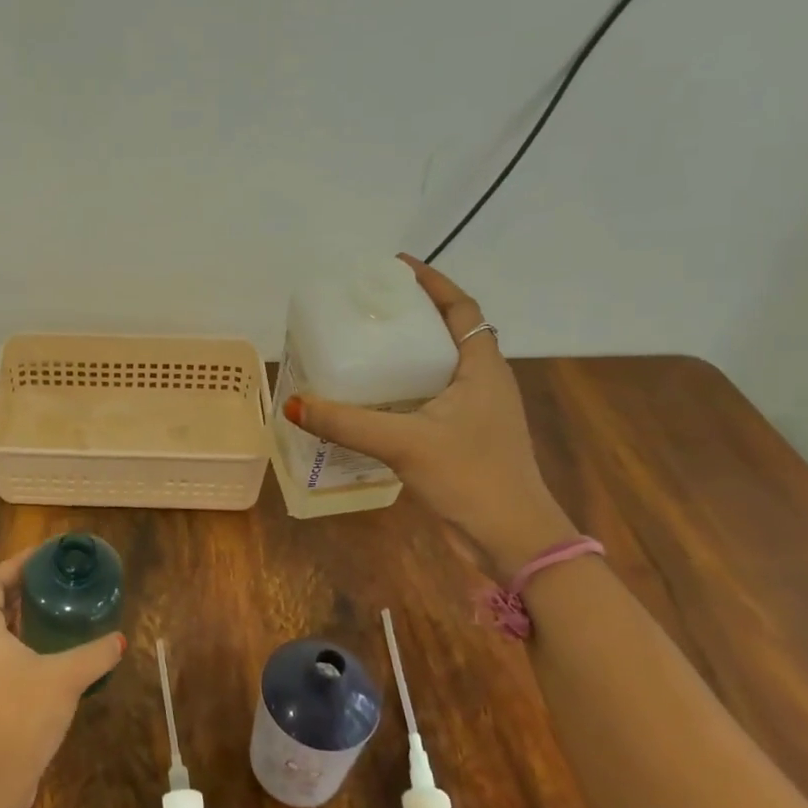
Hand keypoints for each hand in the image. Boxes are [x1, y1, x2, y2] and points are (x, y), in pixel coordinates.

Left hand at [0, 548, 124, 807]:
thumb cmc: (24, 716)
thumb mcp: (66, 678)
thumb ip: (95, 653)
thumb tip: (120, 639)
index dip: (16, 565)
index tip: (43, 556)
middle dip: (17, 590)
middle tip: (51, 580)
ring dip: (14, 618)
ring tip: (49, 610)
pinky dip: (11, 643)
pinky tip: (41, 652)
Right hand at [282, 257, 575, 573]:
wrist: (512, 539)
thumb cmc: (470, 476)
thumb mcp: (404, 443)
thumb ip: (347, 423)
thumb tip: (295, 404)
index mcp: (482, 369)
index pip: (462, 309)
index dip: (433, 283)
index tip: (396, 267)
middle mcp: (483, 383)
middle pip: (450, 333)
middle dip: (413, 315)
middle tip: (368, 307)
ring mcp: (476, 413)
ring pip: (440, 368)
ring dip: (408, 353)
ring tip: (364, 346)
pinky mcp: (465, 439)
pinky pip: (432, 398)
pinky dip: (405, 388)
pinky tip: (373, 399)